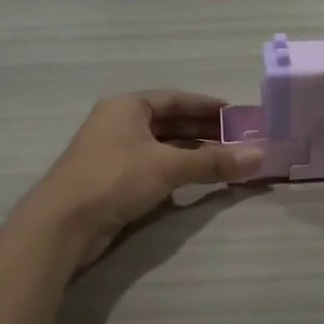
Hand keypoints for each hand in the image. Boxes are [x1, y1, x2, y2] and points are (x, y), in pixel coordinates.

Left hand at [24, 91, 264, 265]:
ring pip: (162, 147)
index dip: (207, 106)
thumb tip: (259, 156)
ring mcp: (114, 153)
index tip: (237, 115)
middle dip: (204, 132)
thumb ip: (213, 162)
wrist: (63, 224)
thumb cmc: (115, 178)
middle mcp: (119, 123)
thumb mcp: (168, 166)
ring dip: (193, 154)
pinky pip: (153, 168)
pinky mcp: (113, 181)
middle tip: (239, 141)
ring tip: (227, 161)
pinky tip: (198, 180)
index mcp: (128, 106)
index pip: (175, 99)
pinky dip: (177, 171)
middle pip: (170, 123)